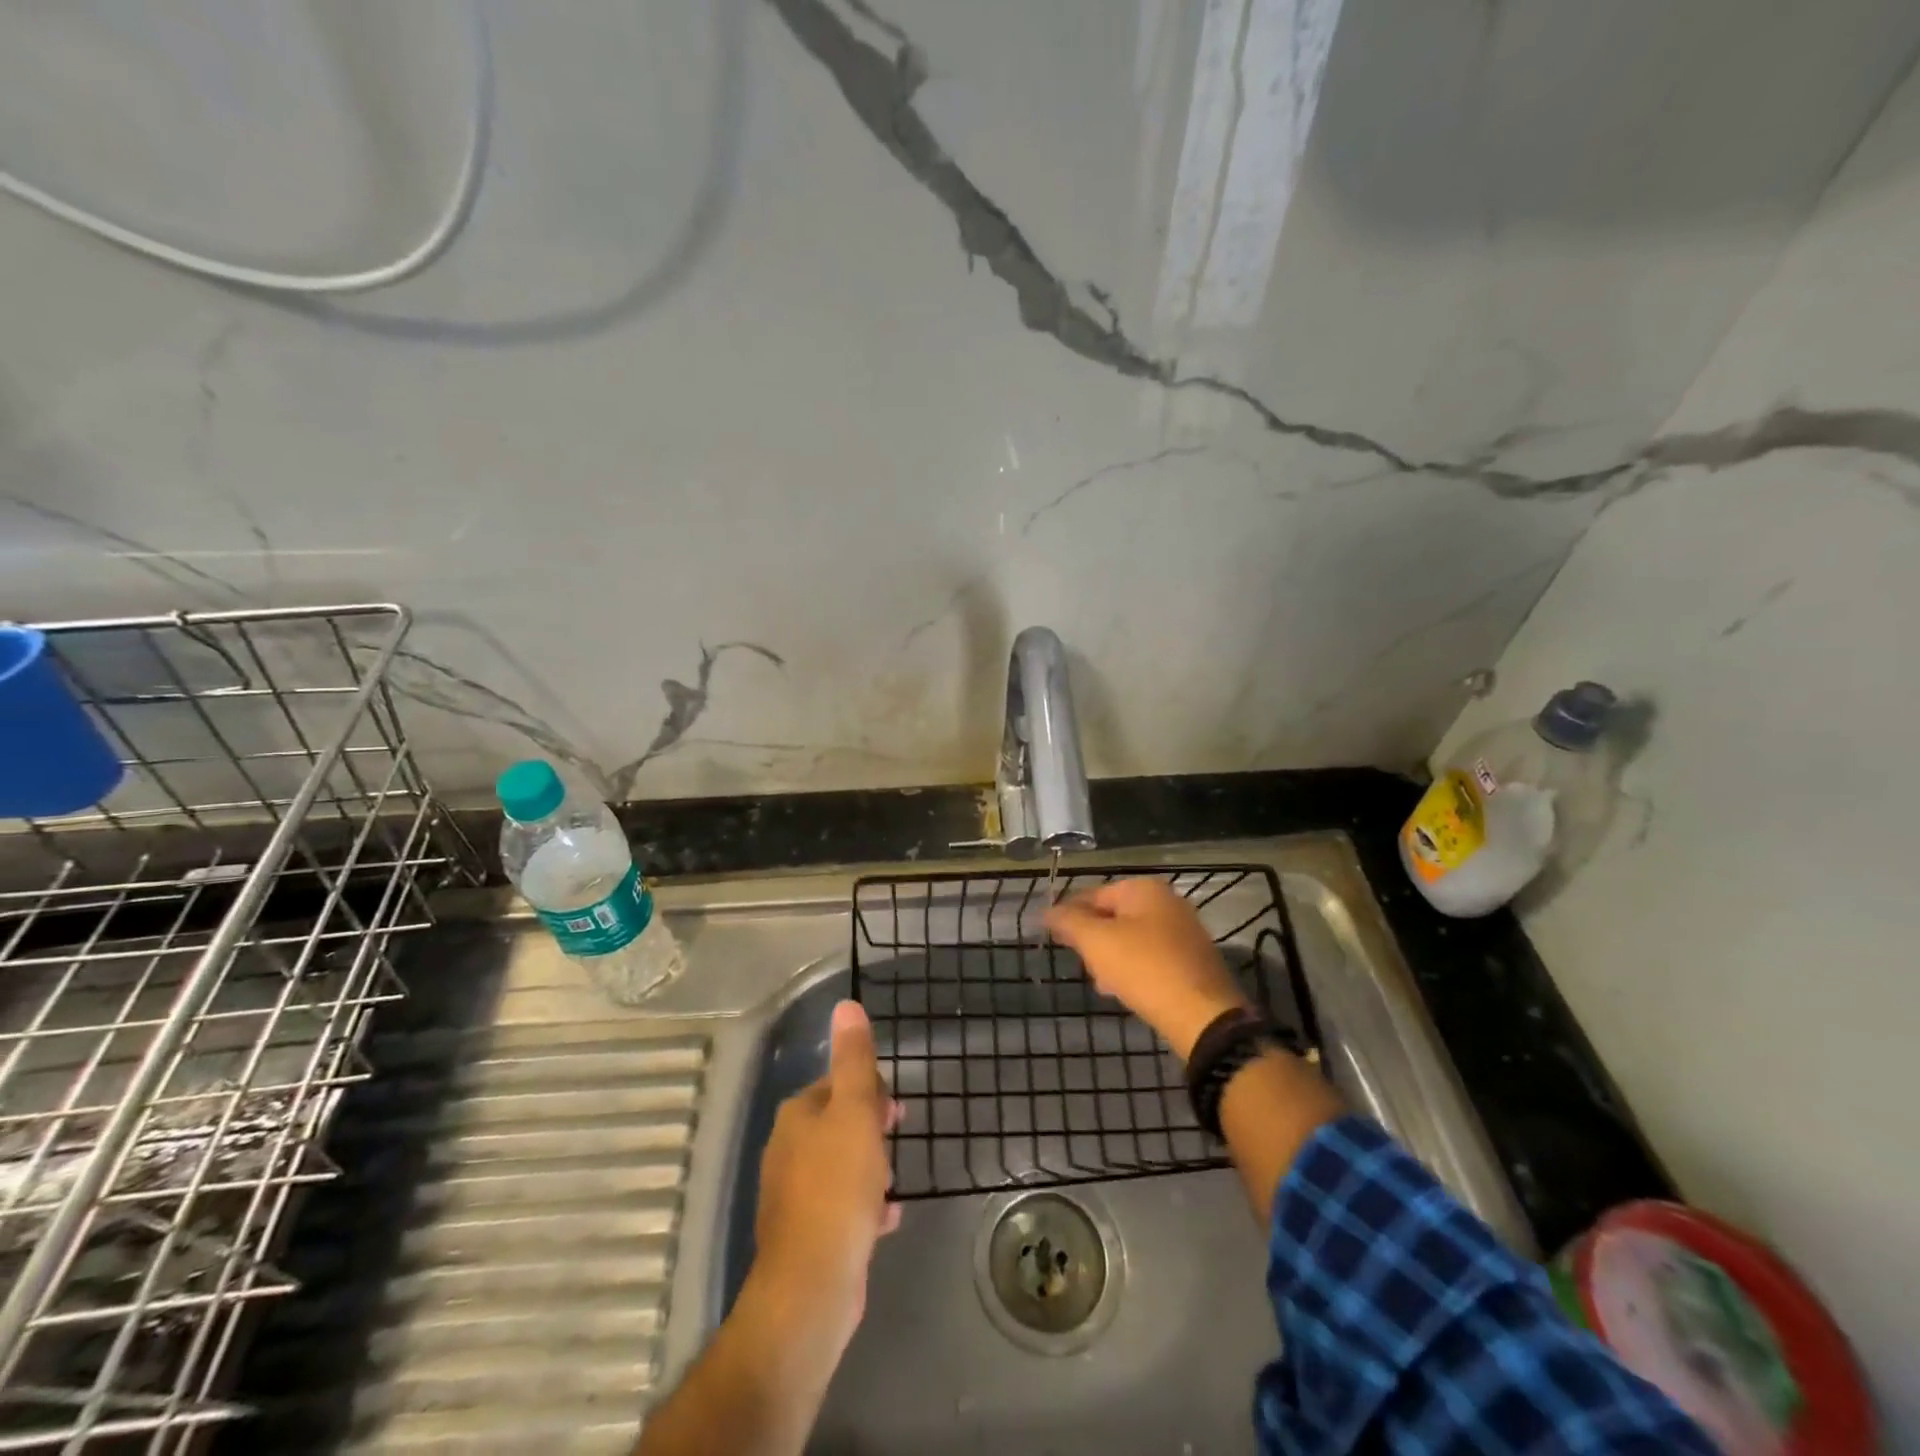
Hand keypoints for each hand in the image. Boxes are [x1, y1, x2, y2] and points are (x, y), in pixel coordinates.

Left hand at [751, 1000, 900, 1351]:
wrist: (812, 1285)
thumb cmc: (838, 1187)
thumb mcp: (855, 1113)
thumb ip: (854, 1059)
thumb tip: (846, 1004)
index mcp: (797, 1115)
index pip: (836, 1083)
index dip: (870, 1090)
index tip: (895, 1110)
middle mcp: (788, 1148)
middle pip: (838, 1122)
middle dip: (871, 1127)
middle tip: (898, 1140)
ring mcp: (794, 1194)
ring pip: (840, 1163)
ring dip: (870, 1167)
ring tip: (893, 1181)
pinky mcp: (806, 1233)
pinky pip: (841, 1204)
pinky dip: (865, 1204)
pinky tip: (888, 1216)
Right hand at [1045, 877, 1251, 1058]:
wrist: (1203, 1015)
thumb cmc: (1144, 968)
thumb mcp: (1096, 941)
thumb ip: (1068, 921)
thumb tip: (1047, 911)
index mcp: (1143, 889)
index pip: (1092, 894)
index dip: (1068, 914)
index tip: (1052, 937)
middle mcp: (1166, 902)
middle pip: (1112, 916)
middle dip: (1092, 940)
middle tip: (1081, 964)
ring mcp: (1183, 930)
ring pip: (1131, 938)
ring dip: (1110, 958)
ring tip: (1101, 984)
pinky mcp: (1191, 960)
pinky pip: (1150, 957)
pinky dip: (1133, 969)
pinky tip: (1124, 991)